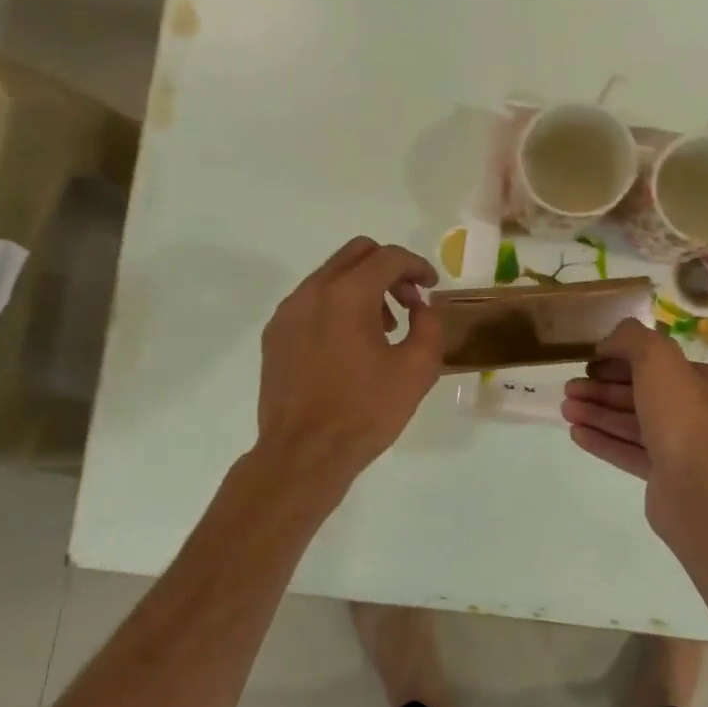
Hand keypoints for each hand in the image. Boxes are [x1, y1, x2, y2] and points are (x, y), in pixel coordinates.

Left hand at [256, 237, 441, 482]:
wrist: (304, 453)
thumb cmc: (366, 411)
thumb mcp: (418, 369)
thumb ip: (429, 325)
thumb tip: (421, 308)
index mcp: (349, 294)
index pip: (389, 257)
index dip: (418, 266)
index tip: (432, 287)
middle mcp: (313, 291)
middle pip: (356, 253)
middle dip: (389, 269)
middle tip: (409, 302)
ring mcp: (288, 312)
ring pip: (331, 276)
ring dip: (363, 288)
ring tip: (382, 330)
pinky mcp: (275, 335)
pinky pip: (311, 302)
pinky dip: (336, 307)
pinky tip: (349, 346)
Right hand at [562, 319, 707, 518]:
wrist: (697, 490)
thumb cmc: (682, 416)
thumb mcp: (657, 358)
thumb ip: (632, 338)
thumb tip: (610, 342)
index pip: (662, 364)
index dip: (622, 359)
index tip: (590, 362)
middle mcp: (705, 413)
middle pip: (644, 394)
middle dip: (603, 389)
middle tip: (569, 388)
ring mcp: (687, 447)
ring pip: (635, 424)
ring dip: (598, 414)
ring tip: (565, 409)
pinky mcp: (668, 475)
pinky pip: (632, 452)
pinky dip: (605, 440)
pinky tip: (577, 433)